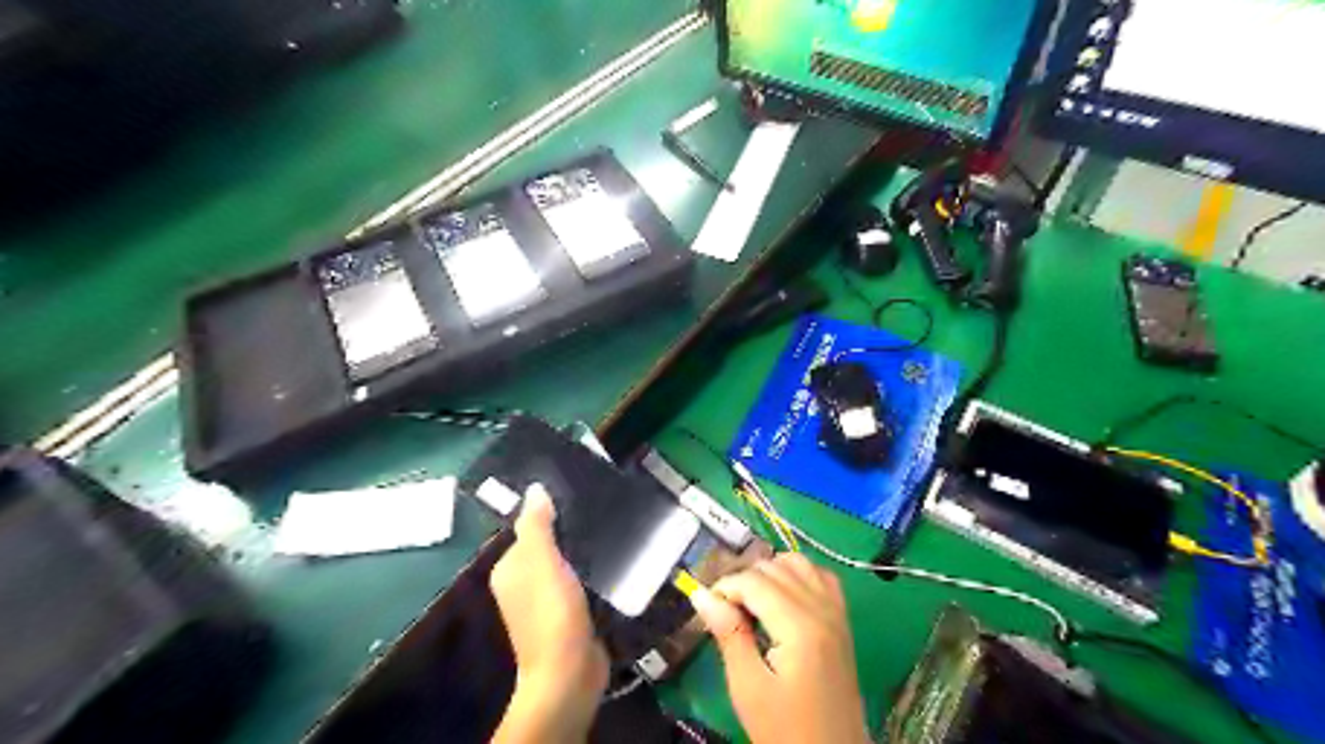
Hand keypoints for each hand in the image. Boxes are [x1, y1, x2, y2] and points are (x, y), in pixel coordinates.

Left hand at [487, 485, 607, 741]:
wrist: (569, 673)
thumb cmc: (551, 612)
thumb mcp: (542, 562)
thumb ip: (537, 526)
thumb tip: (535, 488)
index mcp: (510, 568)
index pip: (528, 528)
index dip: (550, 511)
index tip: (580, 493)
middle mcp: (524, 582)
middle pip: (549, 544)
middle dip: (571, 529)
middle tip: (603, 507)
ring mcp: (548, 600)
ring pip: (567, 563)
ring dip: (585, 549)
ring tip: (613, 526)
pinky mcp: (571, 612)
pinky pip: (582, 581)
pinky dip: (594, 570)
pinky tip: (615, 557)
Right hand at [693, 553, 871, 743]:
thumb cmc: (785, 729)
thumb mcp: (748, 687)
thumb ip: (728, 633)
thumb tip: (701, 594)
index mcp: (800, 626)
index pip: (754, 581)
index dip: (725, 587)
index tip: (707, 608)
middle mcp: (822, 609)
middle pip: (774, 567)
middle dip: (744, 580)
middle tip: (725, 612)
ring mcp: (836, 612)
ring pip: (798, 563)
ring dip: (770, 572)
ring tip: (751, 602)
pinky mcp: (842, 620)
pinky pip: (820, 576)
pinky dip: (797, 575)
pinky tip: (782, 596)